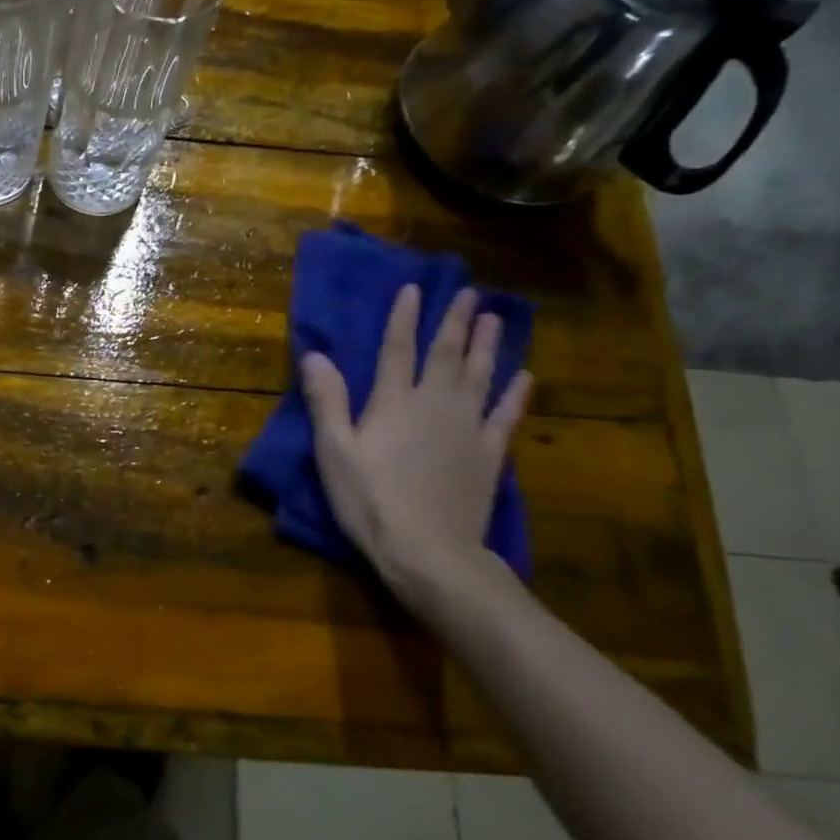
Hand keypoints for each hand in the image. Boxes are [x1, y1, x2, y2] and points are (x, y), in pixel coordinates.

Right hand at [301, 284, 530, 603]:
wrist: (429, 551)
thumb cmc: (370, 501)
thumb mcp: (334, 453)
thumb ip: (327, 401)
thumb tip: (315, 355)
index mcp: (394, 403)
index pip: (398, 349)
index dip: (404, 317)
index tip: (414, 288)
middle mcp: (435, 404)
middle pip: (447, 354)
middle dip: (455, 320)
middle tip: (469, 291)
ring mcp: (468, 428)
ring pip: (481, 375)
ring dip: (487, 344)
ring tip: (493, 317)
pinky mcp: (489, 453)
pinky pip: (506, 414)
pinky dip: (516, 392)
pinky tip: (524, 375)